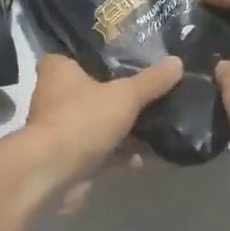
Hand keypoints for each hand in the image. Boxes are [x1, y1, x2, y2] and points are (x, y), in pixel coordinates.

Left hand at [14, 53, 183, 198]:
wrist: (52, 174)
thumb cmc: (82, 119)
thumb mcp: (125, 95)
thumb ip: (151, 81)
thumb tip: (177, 62)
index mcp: (58, 71)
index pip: (77, 56)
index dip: (99, 60)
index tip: (126, 64)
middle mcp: (52, 97)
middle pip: (90, 92)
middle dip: (116, 98)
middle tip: (148, 96)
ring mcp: (58, 130)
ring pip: (95, 124)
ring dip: (120, 130)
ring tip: (154, 128)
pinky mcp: (66, 159)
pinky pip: (98, 152)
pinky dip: (118, 155)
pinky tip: (145, 158)